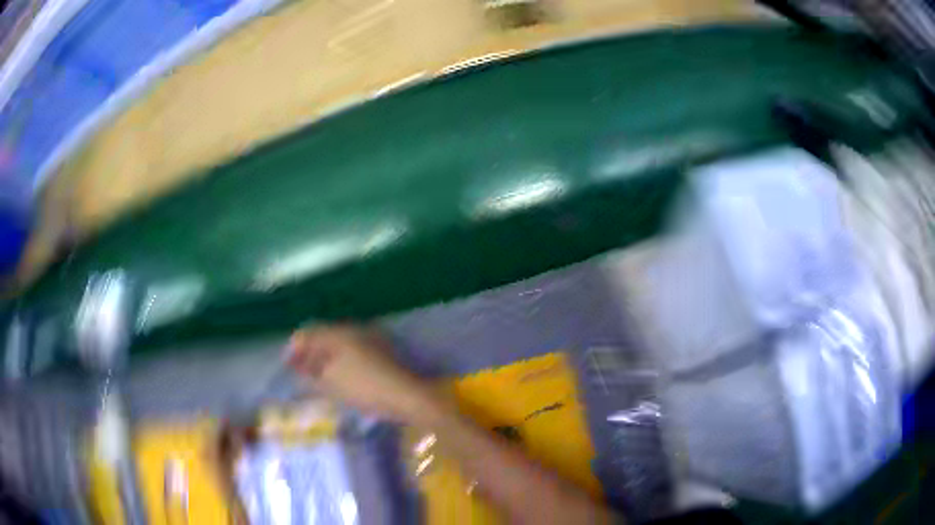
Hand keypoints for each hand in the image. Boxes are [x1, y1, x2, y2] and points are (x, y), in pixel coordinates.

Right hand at [287, 325, 434, 421]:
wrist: (406, 396)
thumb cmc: (364, 387)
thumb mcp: (330, 382)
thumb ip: (310, 373)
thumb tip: (298, 366)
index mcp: (340, 332)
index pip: (309, 334)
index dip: (295, 348)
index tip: (286, 364)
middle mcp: (354, 331)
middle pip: (324, 338)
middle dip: (309, 354)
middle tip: (298, 372)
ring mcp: (370, 341)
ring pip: (339, 347)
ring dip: (324, 360)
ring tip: (315, 378)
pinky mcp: (381, 354)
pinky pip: (352, 354)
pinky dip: (340, 364)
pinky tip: (337, 379)